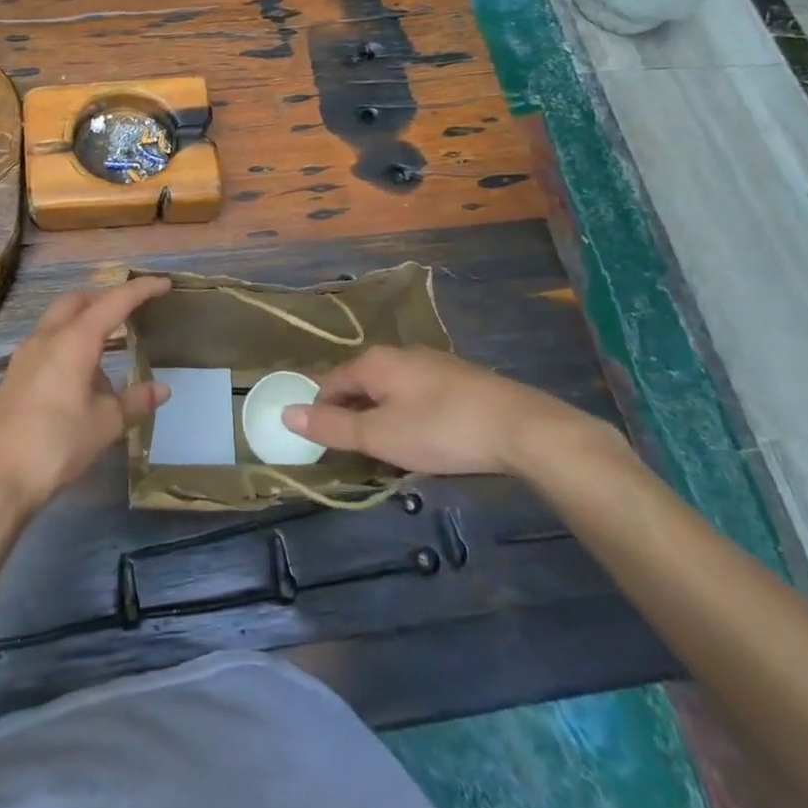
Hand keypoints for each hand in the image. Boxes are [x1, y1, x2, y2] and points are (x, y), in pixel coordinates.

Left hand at [0, 278, 171, 513]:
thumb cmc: (56, 444)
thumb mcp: (105, 424)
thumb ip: (135, 401)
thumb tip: (162, 389)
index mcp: (73, 340)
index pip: (114, 302)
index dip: (141, 290)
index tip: (164, 284)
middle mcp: (47, 338)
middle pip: (78, 300)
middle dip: (105, 298)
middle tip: (131, 310)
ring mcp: (26, 355)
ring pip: (59, 319)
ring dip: (85, 321)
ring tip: (110, 346)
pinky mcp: (15, 375)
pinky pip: (47, 342)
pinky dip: (69, 342)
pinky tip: (82, 375)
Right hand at [281, 345, 621, 477]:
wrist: (521, 427)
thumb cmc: (442, 430)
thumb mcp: (380, 435)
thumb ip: (332, 427)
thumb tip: (286, 414)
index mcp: (374, 361)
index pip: (329, 382)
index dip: (319, 412)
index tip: (320, 445)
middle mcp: (399, 353)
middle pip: (359, 383)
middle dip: (350, 415)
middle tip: (353, 454)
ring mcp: (431, 363)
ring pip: (389, 389)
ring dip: (379, 416)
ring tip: (386, 451)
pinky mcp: (457, 378)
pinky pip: (415, 394)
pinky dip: (407, 414)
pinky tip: (423, 439)